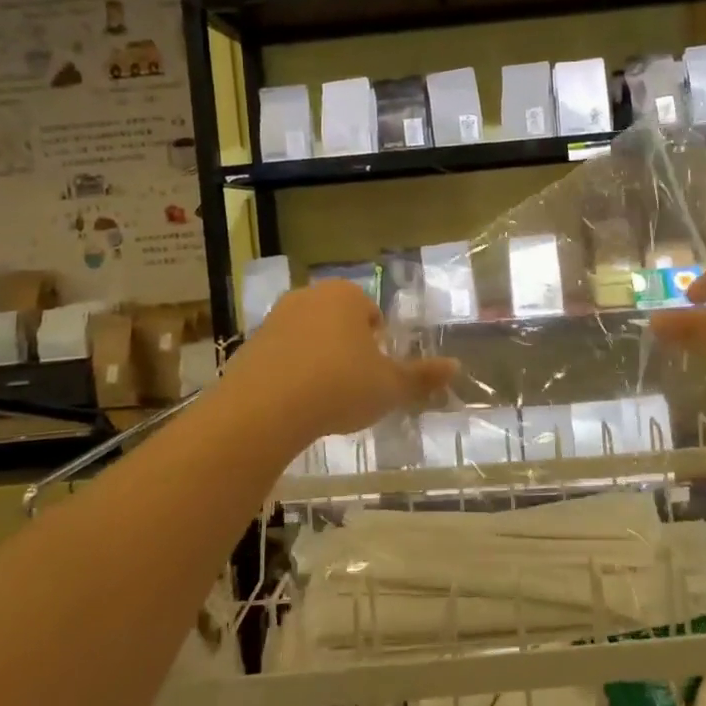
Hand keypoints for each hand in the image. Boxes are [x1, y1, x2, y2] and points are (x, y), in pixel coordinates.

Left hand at [224, 280, 456, 440]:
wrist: (264, 409)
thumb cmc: (339, 386)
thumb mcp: (389, 387)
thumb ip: (422, 377)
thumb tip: (456, 366)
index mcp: (345, 295)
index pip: (371, 313)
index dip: (378, 343)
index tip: (377, 372)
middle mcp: (309, 296)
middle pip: (338, 322)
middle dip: (348, 349)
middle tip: (355, 386)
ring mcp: (275, 319)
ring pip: (308, 338)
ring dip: (318, 361)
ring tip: (324, 399)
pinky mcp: (249, 345)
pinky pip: (281, 357)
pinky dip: (291, 374)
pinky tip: (296, 405)